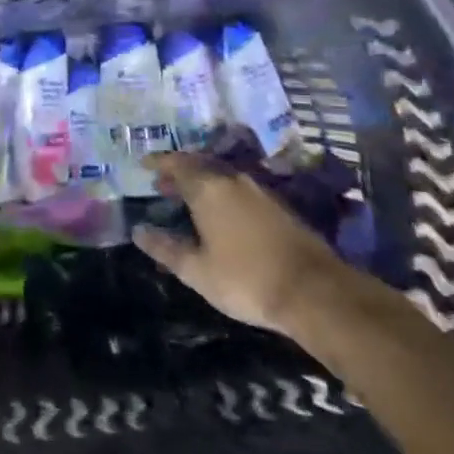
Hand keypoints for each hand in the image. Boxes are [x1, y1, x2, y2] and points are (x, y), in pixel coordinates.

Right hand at [132, 153, 346, 335]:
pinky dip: (221, 193)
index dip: (159, 162)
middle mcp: (233, 180)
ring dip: (201, 182)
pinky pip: (239, 188)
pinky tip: (221, 213)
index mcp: (208, 188)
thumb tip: (138, 231)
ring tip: (187, 199)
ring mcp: (259, 190)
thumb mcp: (197, 271)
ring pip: (221, 176)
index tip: (144, 164)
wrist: (314, 290)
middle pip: (200, 165)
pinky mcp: (278, 205)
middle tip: (162, 185)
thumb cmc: (246, 279)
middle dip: (178, 172)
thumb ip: (166, 248)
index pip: (177, 164)